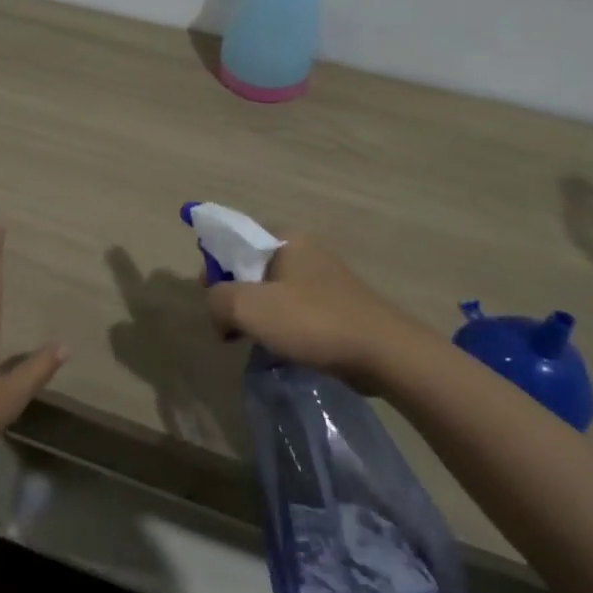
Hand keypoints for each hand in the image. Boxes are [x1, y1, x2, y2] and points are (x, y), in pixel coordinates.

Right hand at [206, 235, 432, 391]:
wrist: (384, 353)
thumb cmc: (313, 322)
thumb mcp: (250, 307)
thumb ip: (218, 299)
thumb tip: (216, 308)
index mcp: (285, 239)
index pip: (234, 239)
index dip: (213, 266)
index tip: (208, 298)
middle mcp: (305, 250)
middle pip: (251, 266)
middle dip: (233, 295)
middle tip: (227, 326)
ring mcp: (324, 277)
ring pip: (272, 290)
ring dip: (256, 314)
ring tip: (251, 341)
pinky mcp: (337, 304)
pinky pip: (294, 308)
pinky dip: (280, 325)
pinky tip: (279, 347)